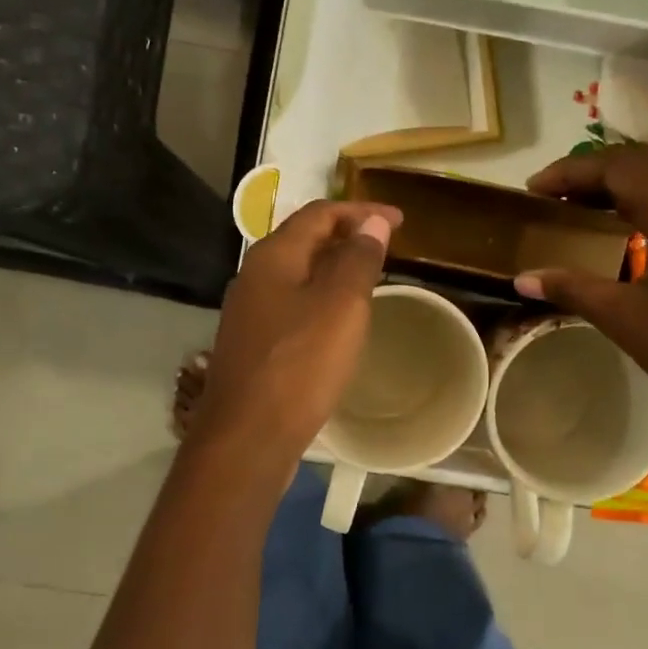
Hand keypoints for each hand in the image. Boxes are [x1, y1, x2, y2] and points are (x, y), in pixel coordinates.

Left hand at [194, 199, 401, 457]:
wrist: (247, 437)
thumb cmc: (299, 365)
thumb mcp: (341, 306)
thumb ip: (358, 260)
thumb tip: (371, 222)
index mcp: (273, 256)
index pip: (320, 214)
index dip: (361, 212)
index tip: (400, 222)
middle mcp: (253, 276)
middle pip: (304, 240)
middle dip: (346, 237)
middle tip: (386, 247)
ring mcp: (248, 312)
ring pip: (297, 275)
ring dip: (333, 269)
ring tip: (368, 279)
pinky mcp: (252, 345)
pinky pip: (291, 305)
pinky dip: (320, 299)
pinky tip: (337, 320)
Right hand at [515, 145, 647, 406]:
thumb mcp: (624, 318)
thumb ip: (572, 288)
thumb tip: (521, 278)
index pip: (616, 167)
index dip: (570, 172)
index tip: (533, 189)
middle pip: (641, 164)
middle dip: (592, 174)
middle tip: (553, 198)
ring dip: (620, 185)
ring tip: (581, 209)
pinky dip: (646, 200)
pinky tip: (624, 227)